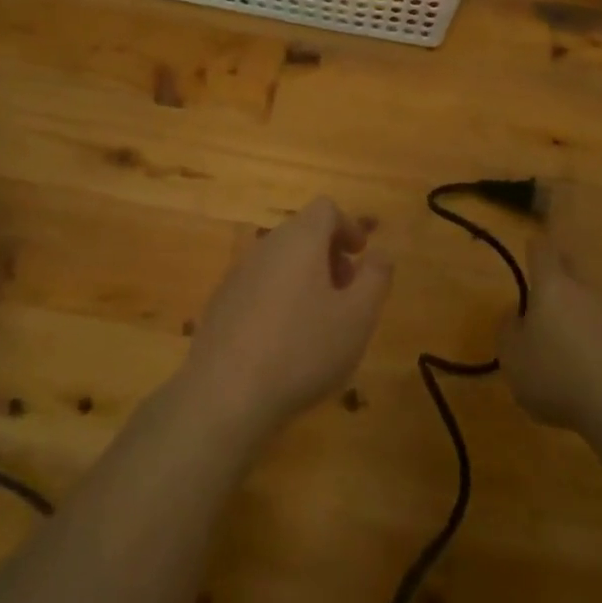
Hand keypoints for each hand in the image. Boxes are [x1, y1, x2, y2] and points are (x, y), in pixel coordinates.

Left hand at [182, 197, 392, 439]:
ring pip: (280, 260)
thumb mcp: (358, 316)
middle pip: (302, 232)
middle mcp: (266, 246)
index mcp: (300, 240)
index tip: (361, 256)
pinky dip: (279, 297)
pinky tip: (285, 341)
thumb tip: (380, 252)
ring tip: (320, 322)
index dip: (349, 225)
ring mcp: (238, 274)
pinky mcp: (221, 303)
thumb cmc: (303, 349)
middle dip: (329, 254)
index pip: (325, 209)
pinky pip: (259, 285)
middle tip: (348, 292)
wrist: (225, 393)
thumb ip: (376, 277)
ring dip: (305, 277)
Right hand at [499, 237, 601, 438]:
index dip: (535, 249)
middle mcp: (587, 291)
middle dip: (561, 276)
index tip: (530, 252)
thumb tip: (517, 315)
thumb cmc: (557, 375)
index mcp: (552, 286)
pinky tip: (593, 371)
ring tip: (568, 345)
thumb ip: (509, 331)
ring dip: (581, 315)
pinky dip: (600, 343)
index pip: (542, 251)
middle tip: (546, 294)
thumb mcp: (513, 358)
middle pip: (573, 270)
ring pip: (593, 303)